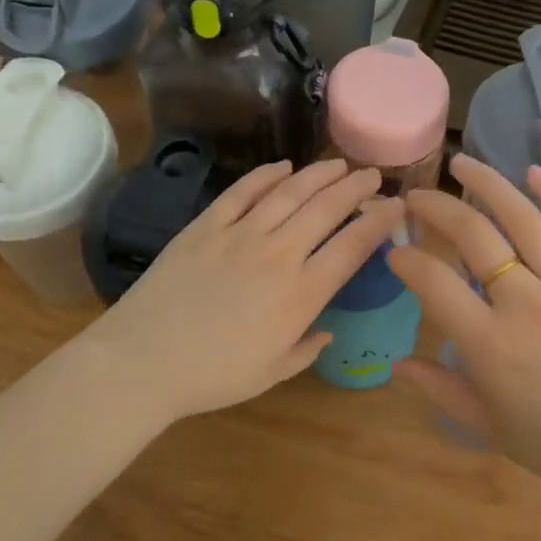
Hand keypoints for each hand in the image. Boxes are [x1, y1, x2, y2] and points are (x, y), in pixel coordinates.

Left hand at [74, 159, 404, 425]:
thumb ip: (306, 348)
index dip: (379, 221)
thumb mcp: (271, 373)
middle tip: (372, 174)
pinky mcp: (206, 225)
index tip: (396, 206)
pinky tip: (282, 167)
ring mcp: (241, 234)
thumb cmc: (213, 376)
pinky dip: (266, 175)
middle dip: (355, 187)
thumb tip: (327, 331)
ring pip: (290, 192)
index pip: (352, 246)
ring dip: (319, 174)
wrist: (144, 360)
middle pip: (326, 209)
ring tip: (338, 164)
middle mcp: (279, 254)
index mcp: (301, 294)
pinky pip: (243, 191)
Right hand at [387, 154, 540, 503]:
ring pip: (524, 222)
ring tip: (462, 163)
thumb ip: (441, 389)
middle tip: (415, 196)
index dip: (406, 261)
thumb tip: (399, 363)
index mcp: (491, 346)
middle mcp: (526, 305)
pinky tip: (535, 173)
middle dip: (437, 208)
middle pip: (475, 237)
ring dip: (489, 185)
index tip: (395, 252)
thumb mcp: (490, 427)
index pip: (434, 284)